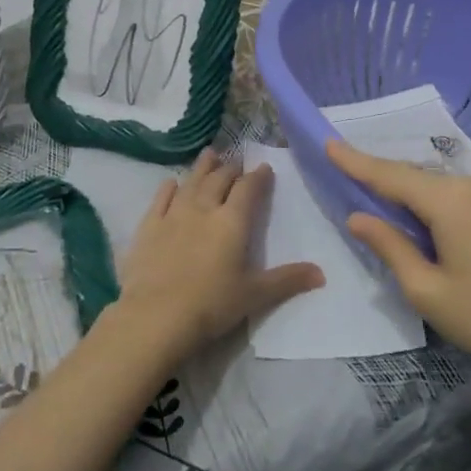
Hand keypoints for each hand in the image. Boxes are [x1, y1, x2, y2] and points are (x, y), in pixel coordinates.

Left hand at [112, 149, 325, 357]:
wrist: (156, 316)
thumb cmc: (211, 305)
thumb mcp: (255, 295)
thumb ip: (287, 280)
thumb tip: (322, 274)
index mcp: (232, 222)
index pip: (248, 189)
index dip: (257, 177)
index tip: (264, 168)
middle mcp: (204, 209)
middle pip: (219, 180)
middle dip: (231, 169)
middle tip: (237, 163)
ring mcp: (173, 215)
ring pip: (191, 182)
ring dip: (203, 167)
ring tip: (210, 154)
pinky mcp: (149, 227)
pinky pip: (161, 199)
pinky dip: (169, 188)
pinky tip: (171, 183)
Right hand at [328, 139, 470, 391]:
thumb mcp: (428, 291)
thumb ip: (390, 247)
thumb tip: (359, 218)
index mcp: (451, 201)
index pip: (391, 175)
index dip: (356, 161)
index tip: (329, 143)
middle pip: (421, 179)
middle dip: (389, 182)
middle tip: (358, 187)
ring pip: (448, 189)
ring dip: (421, 199)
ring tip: (400, 217)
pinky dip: (449, 208)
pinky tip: (446, 232)